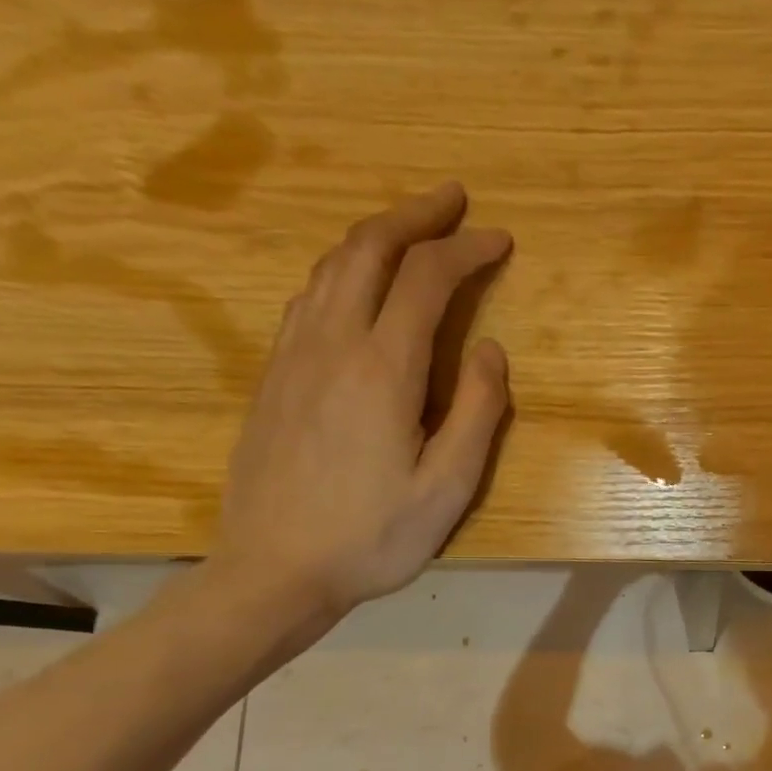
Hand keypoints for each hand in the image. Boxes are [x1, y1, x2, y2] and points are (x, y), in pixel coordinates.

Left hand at [212, 182, 511, 634]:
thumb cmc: (372, 537)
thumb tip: (489, 347)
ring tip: (410, 229)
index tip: (499, 239)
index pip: (426, 278)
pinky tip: (357, 284)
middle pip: (368, 249)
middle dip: (414, 214)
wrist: (272, 571)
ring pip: (331, 267)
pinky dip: (343, 269)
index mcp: (381, 368)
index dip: (466, 249)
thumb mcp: (448, 487)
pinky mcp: (272, 376)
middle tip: (452, 199)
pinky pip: (308, 297)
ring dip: (375, 236)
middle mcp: (330, 343)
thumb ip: (477, 411)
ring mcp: (292, 356)